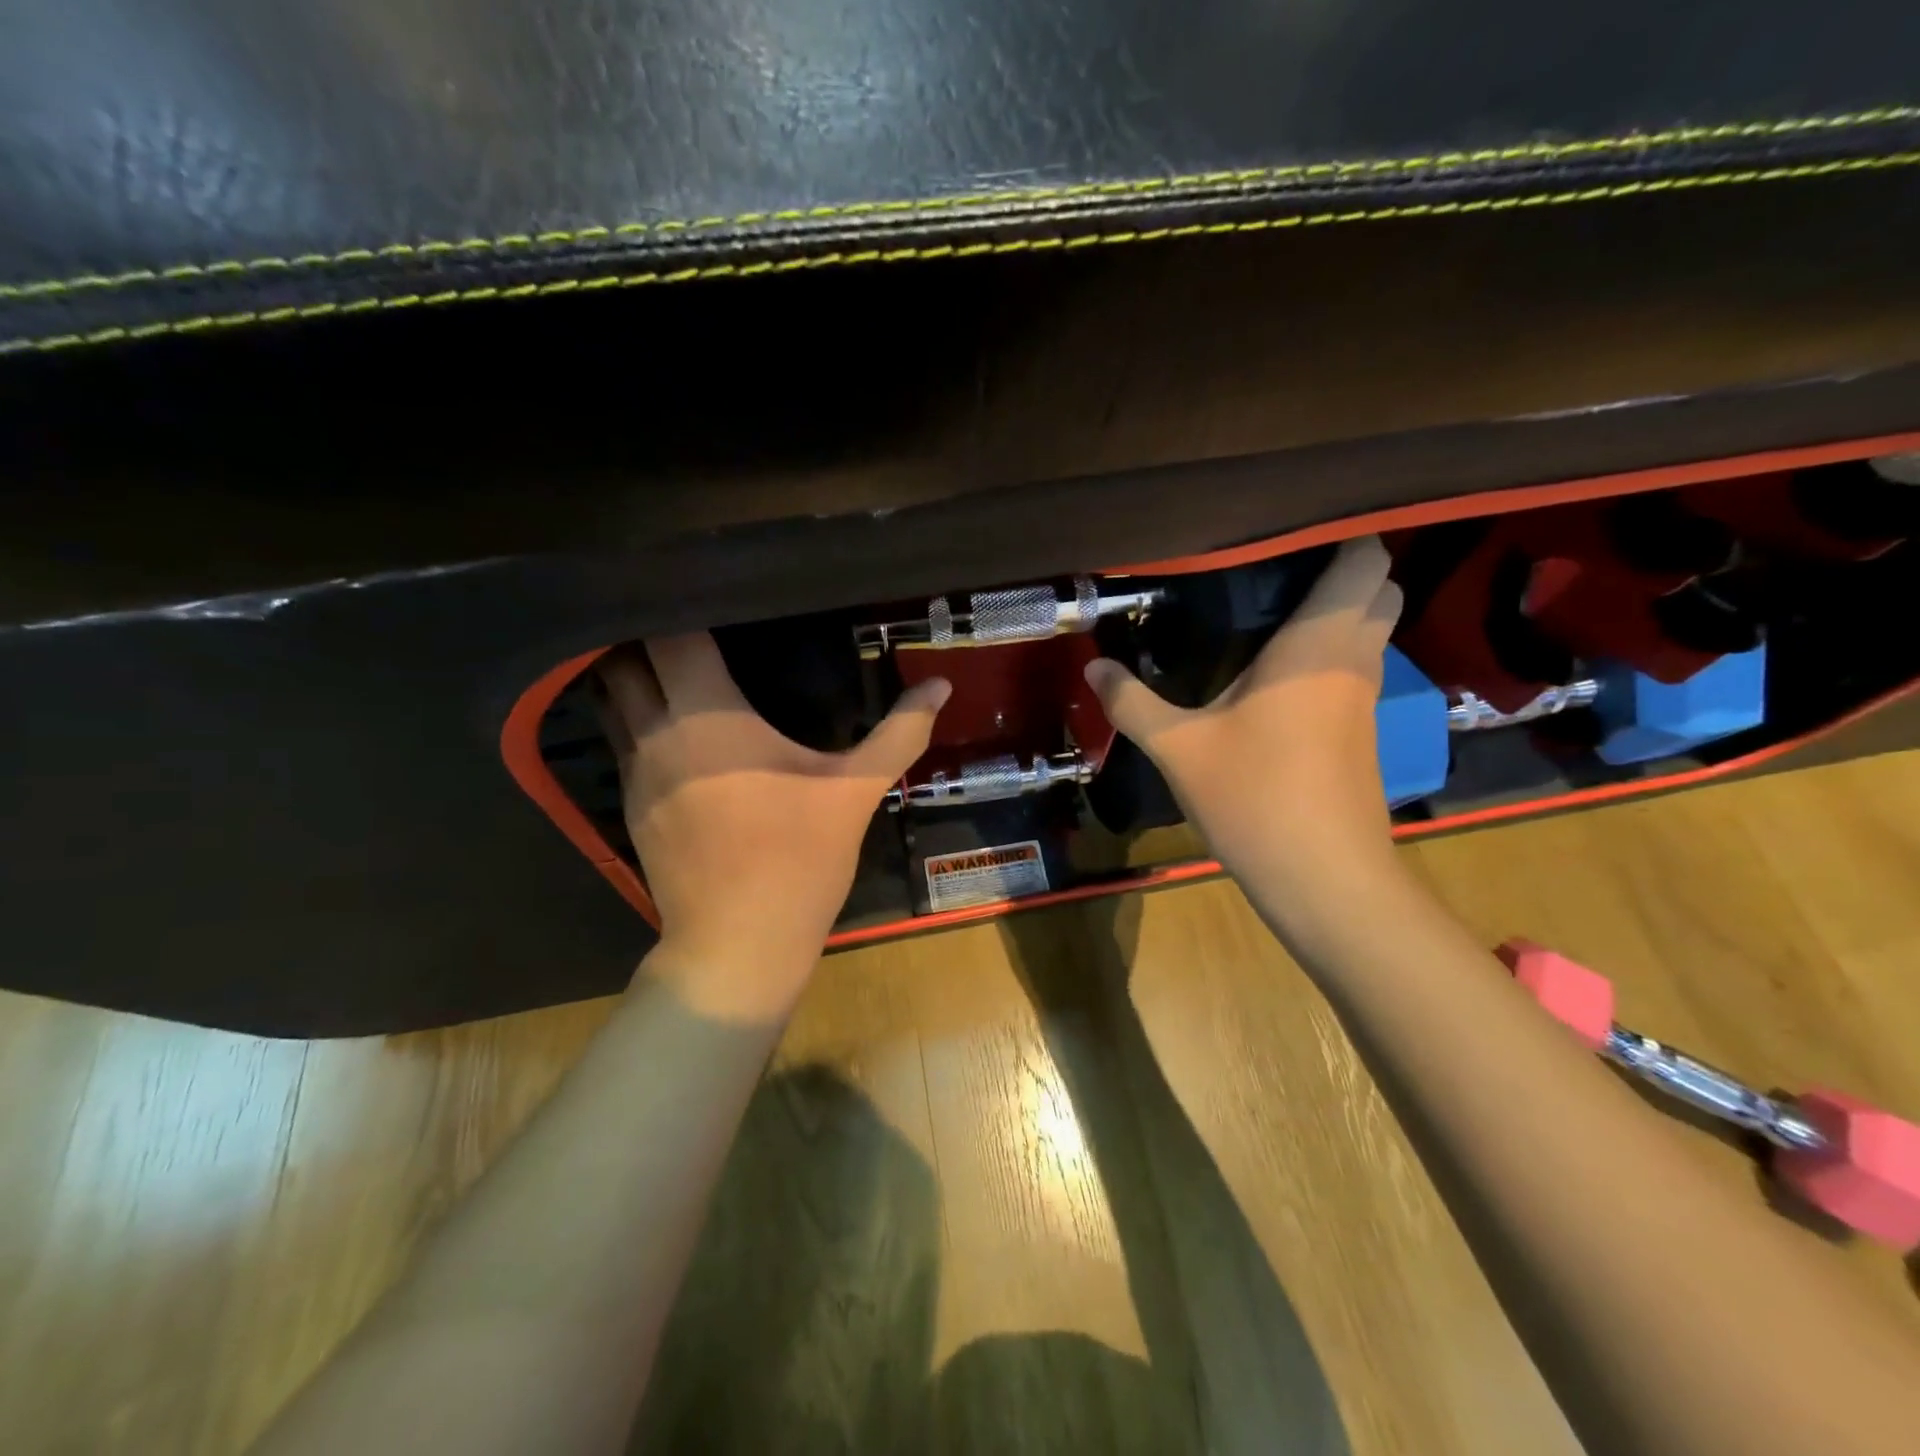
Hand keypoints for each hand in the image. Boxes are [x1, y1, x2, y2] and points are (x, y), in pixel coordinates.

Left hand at [596, 633, 948, 1018]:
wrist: (738, 945)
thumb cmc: (798, 858)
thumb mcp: (856, 791)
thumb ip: (900, 732)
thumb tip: (941, 687)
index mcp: (708, 717)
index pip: (671, 636)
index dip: (682, 606)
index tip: (710, 594)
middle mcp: (658, 733)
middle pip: (622, 661)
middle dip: (645, 636)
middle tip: (691, 627)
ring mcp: (635, 773)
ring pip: (611, 703)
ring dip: (632, 679)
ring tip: (673, 667)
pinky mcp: (629, 807)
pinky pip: (622, 743)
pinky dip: (637, 722)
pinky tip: (674, 731)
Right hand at [1085, 537, 1403, 917]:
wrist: (1324, 879)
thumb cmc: (1255, 798)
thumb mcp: (1179, 748)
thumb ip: (1133, 702)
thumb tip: (1094, 667)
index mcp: (1318, 645)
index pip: (1364, 559)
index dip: (1338, 536)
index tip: (1284, 535)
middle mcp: (1354, 659)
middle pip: (1378, 589)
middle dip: (1338, 572)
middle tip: (1270, 577)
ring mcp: (1365, 697)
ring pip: (1371, 630)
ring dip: (1335, 614)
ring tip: (1266, 614)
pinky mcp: (1362, 731)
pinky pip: (1355, 667)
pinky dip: (1329, 654)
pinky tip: (1275, 676)